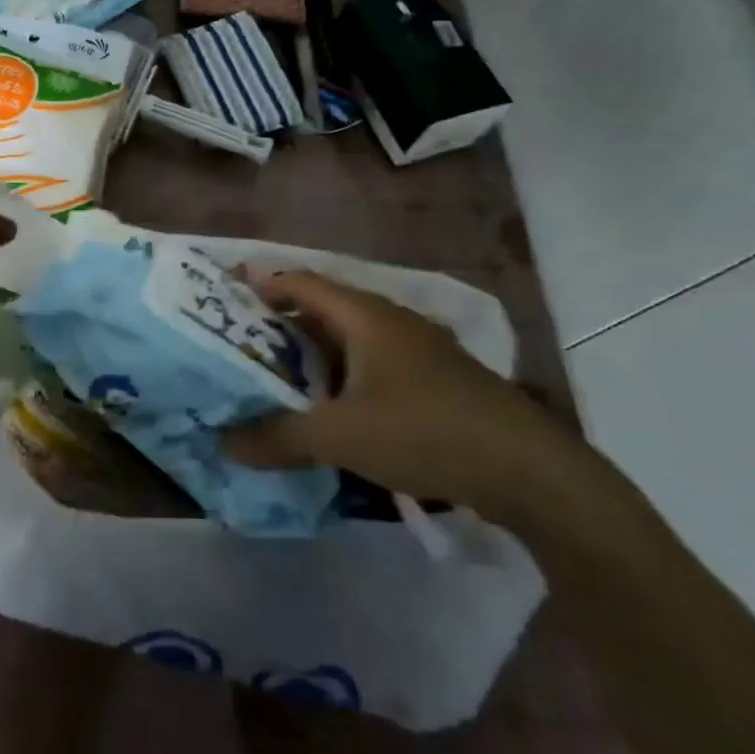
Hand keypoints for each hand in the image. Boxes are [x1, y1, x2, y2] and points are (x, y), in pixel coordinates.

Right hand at [222, 271, 576, 519]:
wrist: (529, 470)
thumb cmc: (425, 432)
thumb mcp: (341, 436)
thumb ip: (279, 437)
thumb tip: (226, 443)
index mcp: (366, 316)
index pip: (302, 283)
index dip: (262, 285)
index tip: (225, 297)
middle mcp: (391, 321)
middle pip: (324, 310)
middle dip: (281, 326)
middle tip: (241, 347)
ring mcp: (419, 349)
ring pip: (350, 340)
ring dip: (313, 356)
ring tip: (276, 379)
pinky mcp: (436, 380)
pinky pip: (373, 365)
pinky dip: (343, 378)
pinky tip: (332, 410)